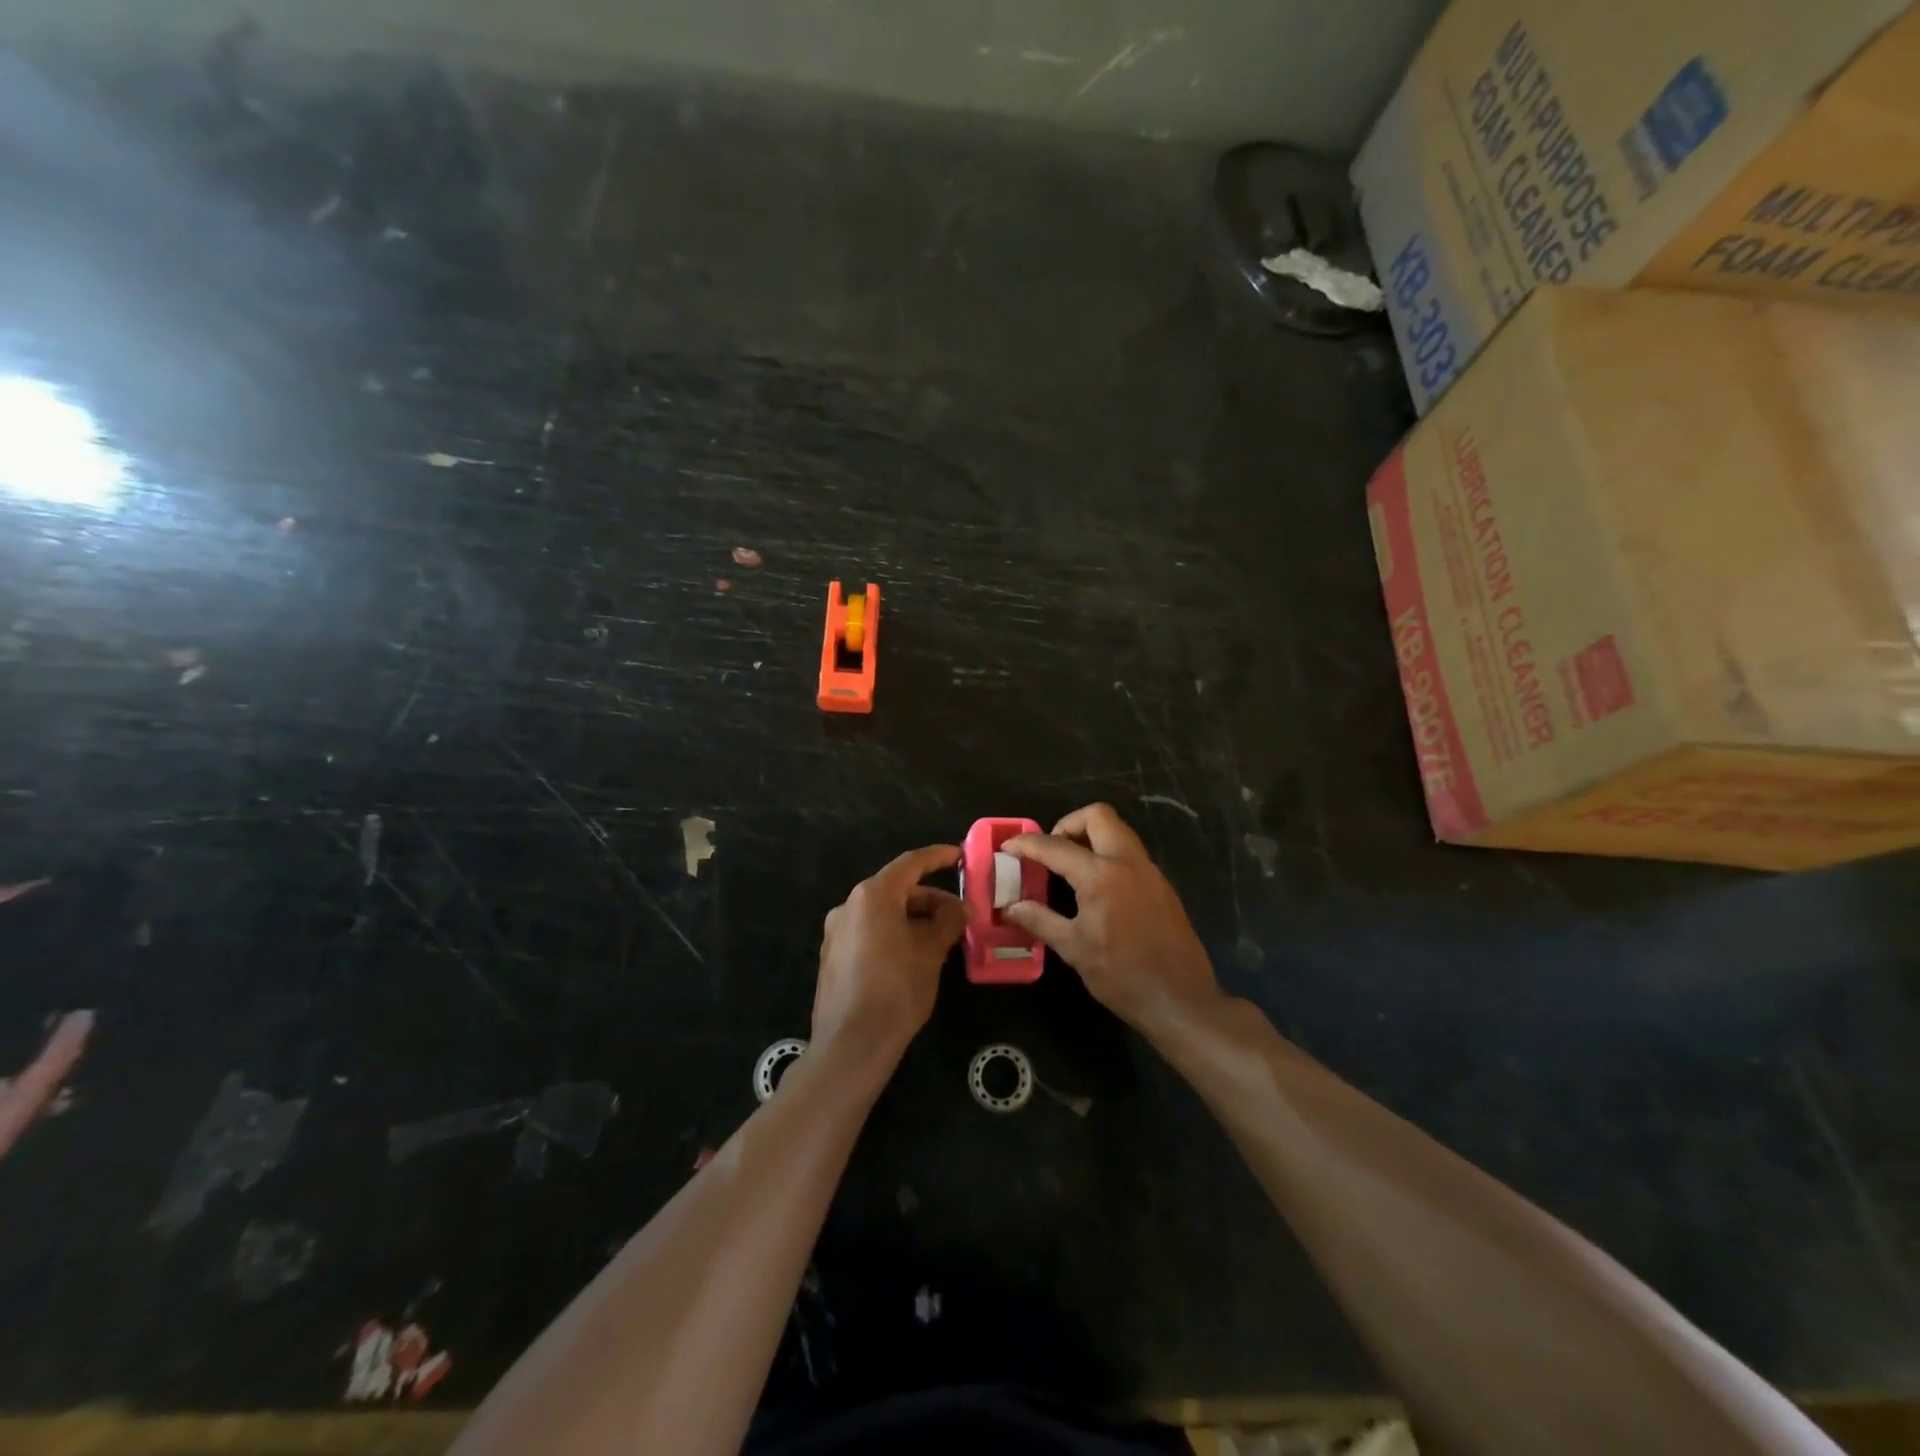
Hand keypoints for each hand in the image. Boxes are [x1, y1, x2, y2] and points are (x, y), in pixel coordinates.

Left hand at [814, 844, 966, 1063]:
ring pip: (883, 913)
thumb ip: (948, 922)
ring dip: (913, 919)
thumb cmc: (897, 989)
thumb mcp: (931, 952)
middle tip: (959, 917)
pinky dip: (894, 934)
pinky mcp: (833, 957)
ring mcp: (837, 932)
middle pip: (896, 890)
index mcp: (873, 896)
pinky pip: (870, 932)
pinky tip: (915, 956)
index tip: (959, 856)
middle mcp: (849, 906)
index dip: (937, 857)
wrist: (852, 1044)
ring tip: (942, 940)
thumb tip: (961, 908)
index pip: (910, 864)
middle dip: (930, 900)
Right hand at [1003, 804, 1219, 1036]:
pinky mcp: (1162, 886)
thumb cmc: (1121, 975)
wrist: (1180, 1000)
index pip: (1056, 846)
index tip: (1008, 848)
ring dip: (1091, 837)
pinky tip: (1096, 888)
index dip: (1026, 844)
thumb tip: (1010, 907)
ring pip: (1118, 831)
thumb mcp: (1073, 948)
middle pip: (1098, 816)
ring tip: (1069, 867)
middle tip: (1050, 850)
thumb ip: (1039, 920)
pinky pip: (1131, 853)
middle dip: (1068, 824)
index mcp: (1101, 875)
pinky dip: (1108, 855)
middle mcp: (1128, 862)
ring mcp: (1149, 871)